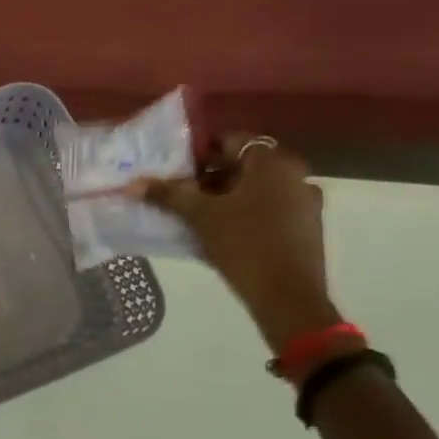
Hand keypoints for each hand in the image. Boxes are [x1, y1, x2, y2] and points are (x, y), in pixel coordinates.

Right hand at [144, 135, 339, 352]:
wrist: (288, 297)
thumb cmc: (244, 245)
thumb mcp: (200, 217)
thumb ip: (168, 195)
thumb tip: (132, 184)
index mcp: (272, 163)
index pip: (231, 141)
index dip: (200, 153)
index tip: (177, 171)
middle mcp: (295, 175)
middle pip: (244, 166)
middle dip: (210, 177)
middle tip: (181, 194)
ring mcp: (305, 203)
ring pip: (257, 189)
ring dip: (227, 197)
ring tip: (197, 216)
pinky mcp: (306, 228)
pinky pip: (269, 209)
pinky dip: (245, 213)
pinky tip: (222, 233)